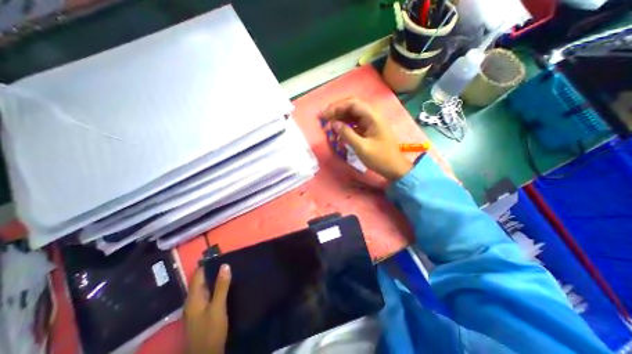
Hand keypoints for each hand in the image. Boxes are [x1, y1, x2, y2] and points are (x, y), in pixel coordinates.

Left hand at [185, 264, 231, 353]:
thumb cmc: (211, 331)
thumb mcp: (218, 307)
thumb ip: (221, 286)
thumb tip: (225, 265)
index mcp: (193, 298)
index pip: (197, 275)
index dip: (207, 264)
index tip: (219, 254)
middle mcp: (192, 301)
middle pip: (200, 280)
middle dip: (212, 270)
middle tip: (228, 260)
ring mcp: (196, 308)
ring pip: (204, 287)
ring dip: (214, 278)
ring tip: (229, 269)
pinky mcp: (201, 313)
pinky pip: (207, 294)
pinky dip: (215, 287)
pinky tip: (225, 285)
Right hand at [323, 99, 413, 180]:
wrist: (394, 168)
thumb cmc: (380, 158)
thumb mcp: (362, 148)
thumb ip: (347, 134)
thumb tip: (334, 124)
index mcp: (373, 117)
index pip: (352, 103)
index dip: (336, 107)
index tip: (324, 116)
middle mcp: (371, 116)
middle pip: (351, 107)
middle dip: (336, 112)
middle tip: (325, 122)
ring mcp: (370, 122)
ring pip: (351, 116)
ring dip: (339, 120)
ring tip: (329, 130)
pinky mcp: (368, 129)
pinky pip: (354, 124)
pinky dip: (345, 128)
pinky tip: (338, 135)